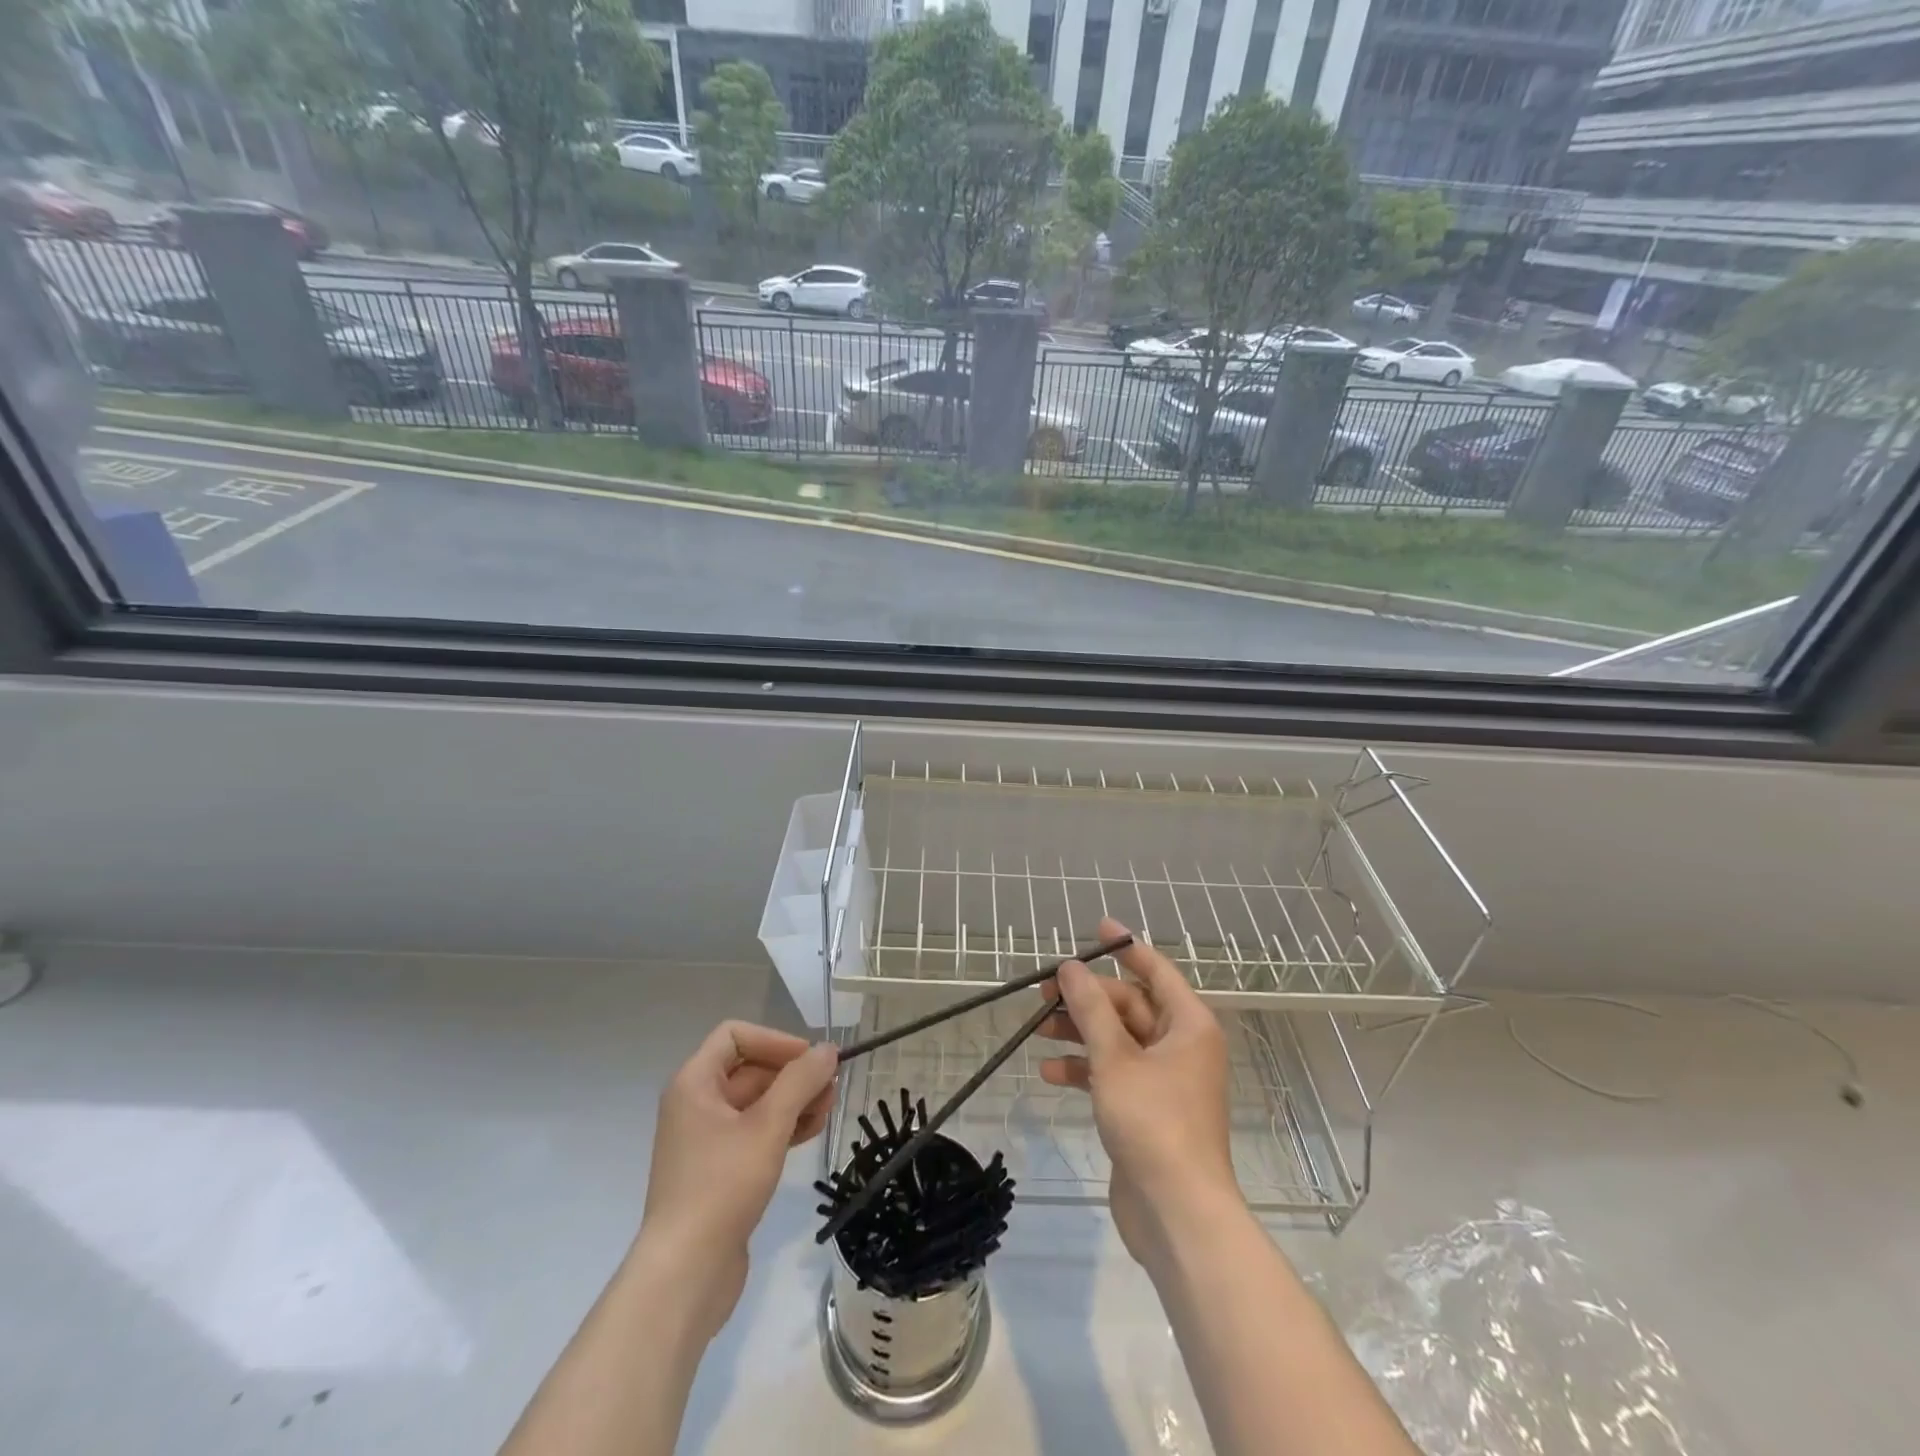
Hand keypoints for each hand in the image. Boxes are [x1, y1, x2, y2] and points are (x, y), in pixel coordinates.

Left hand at [638, 1021, 837, 1340]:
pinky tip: (812, 1132)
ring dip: (794, 1100)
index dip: (775, 1040)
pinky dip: (783, 1127)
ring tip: (828, 1110)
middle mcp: (697, 1104)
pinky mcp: (720, 1170)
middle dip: (793, 1074)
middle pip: (751, 1068)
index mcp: (695, 1083)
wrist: (685, 1274)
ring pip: (758, 1102)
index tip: (809, 1061)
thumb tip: (827, 1050)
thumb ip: (800, 1081)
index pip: (736, 1035)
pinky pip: (756, 1132)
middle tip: (831, 1088)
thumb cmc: (722, 1186)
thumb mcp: (768, 1126)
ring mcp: (707, 1139)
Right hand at [1039, 917, 1241, 1268]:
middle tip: (1045, 991)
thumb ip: (1091, 1009)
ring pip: (1118, 1039)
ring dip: (1080, 1032)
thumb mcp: (1115, 1058)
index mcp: (1188, 1025)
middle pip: (1130, 1005)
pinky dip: (1085, 1068)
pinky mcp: (1147, 1109)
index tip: (1097, 927)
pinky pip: (1114, 1072)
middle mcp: (1181, 1045)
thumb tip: (1071, 967)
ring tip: (1039, 1028)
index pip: (1156, 970)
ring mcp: (1165, 1080)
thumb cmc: (1153, 1122)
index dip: (1126, 947)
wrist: (1177, 1214)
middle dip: (1087, 998)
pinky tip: (1051, 1072)